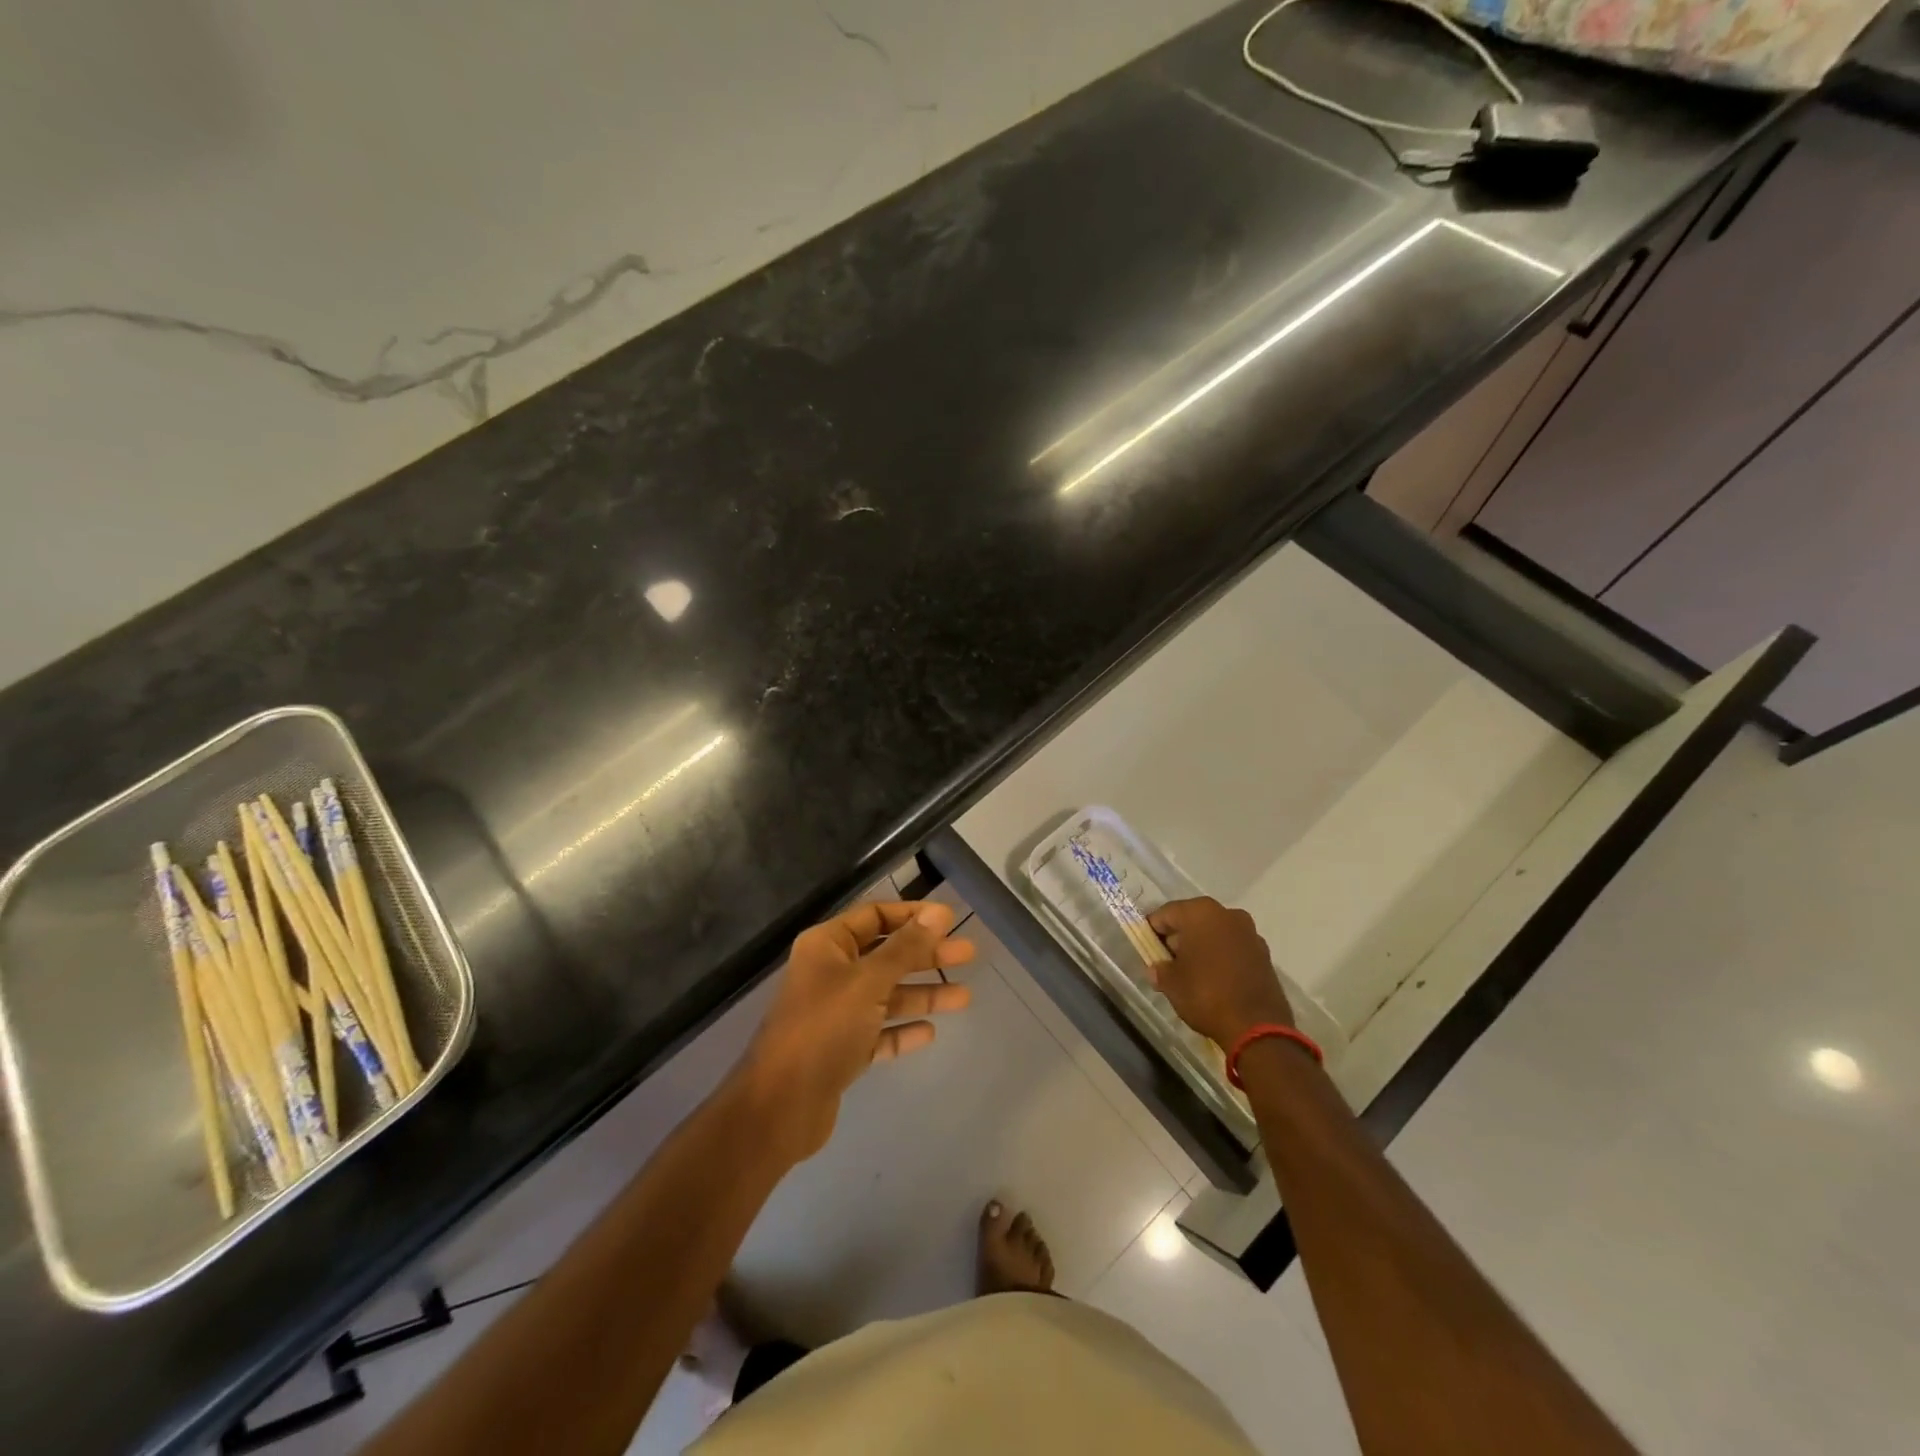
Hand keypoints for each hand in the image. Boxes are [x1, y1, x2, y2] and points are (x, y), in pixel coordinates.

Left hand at [736, 901, 973, 1161]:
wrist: (780, 1107)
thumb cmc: (823, 1029)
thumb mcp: (869, 982)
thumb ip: (906, 948)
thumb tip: (940, 913)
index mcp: (827, 946)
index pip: (876, 916)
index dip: (913, 916)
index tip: (951, 920)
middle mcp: (830, 974)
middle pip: (886, 956)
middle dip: (926, 955)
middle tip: (969, 954)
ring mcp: (835, 1014)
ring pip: (886, 996)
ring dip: (922, 994)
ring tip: (964, 997)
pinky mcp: (841, 1051)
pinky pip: (879, 1033)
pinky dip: (902, 1030)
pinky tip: (929, 1032)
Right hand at [1145, 897, 1292, 1050]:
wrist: (1257, 1027)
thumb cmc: (1206, 995)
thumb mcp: (1172, 984)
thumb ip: (1160, 970)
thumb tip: (1158, 969)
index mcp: (1201, 913)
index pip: (1166, 913)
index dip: (1153, 930)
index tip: (1147, 948)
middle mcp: (1228, 914)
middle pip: (1193, 920)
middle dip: (1179, 938)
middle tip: (1167, 961)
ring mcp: (1250, 933)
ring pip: (1215, 933)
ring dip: (1202, 946)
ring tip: (1192, 972)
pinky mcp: (1264, 954)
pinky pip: (1233, 948)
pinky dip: (1222, 957)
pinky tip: (1215, 979)